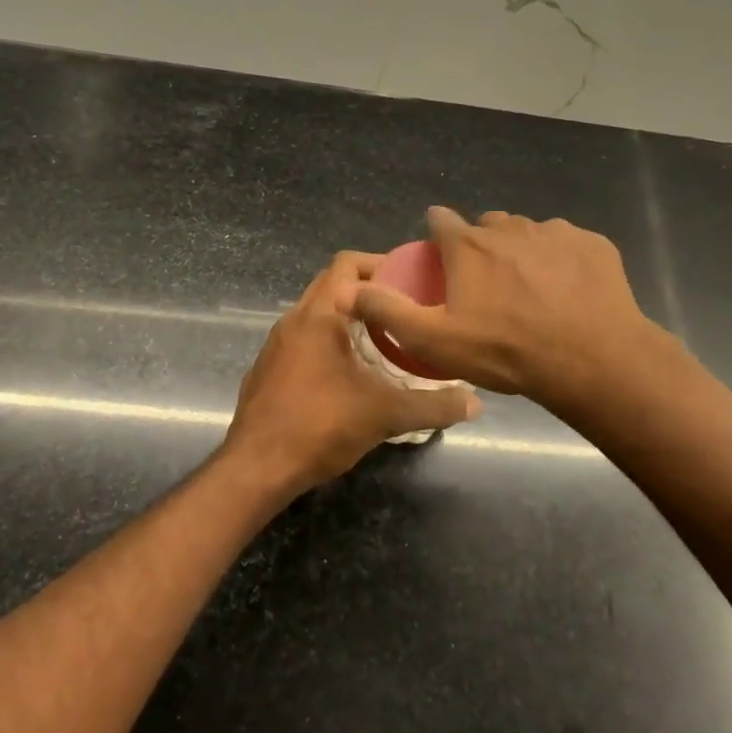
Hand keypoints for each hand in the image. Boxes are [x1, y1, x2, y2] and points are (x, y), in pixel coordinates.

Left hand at [222, 252, 480, 497]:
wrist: (256, 468)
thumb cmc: (318, 427)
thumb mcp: (384, 415)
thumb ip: (432, 405)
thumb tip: (474, 404)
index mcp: (318, 316)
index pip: (347, 265)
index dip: (381, 265)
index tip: (413, 281)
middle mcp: (293, 320)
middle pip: (332, 284)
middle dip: (368, 291)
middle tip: (405, 308)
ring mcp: (276, 345)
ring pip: (317, 313)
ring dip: (348, 317)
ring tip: (385, 338)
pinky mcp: (269, 369)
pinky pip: (304, 339)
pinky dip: (329, 340)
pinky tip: (351, 372)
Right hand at [350, 207, 667, 412]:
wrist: (592, 360)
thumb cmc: (505, 351)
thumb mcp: (435, 340)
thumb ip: (388, 311)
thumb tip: (346, 289)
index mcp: (469, 246)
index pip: (439, 219)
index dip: (436, 236)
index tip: (440, 259)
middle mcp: (510, 228)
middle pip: (487, 225)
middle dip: (481, 245)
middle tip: (487, 286)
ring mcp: (556, 232)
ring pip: (529, 233)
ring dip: (522, 252)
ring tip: (530, 291)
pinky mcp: (593, 245)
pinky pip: (568, 244)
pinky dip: (562, 261)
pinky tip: (568, 292)